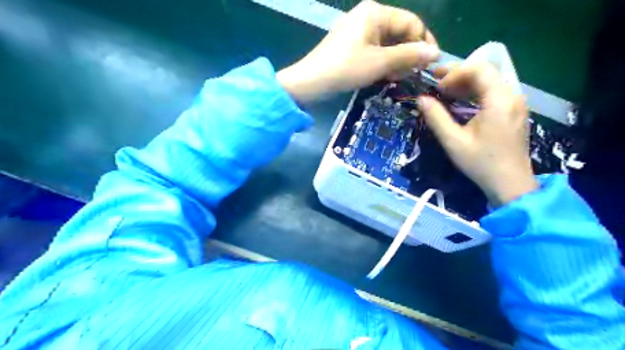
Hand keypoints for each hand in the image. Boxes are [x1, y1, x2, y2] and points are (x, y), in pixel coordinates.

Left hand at [278, 0, 438, 102]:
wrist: (310, 82)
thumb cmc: (345, 69)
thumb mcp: (380, 63)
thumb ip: (409, 56)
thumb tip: (436, 53)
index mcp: (375, 12)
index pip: (411, 23)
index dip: (423, 44)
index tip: (429, 66)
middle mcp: (367, 16)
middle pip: (400, 33)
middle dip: (408, 55)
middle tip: (410, 76)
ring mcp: (358, 31)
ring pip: (388, 44)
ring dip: (396, 62)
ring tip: (396, 78)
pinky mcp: (352, 45)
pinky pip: (375, 51)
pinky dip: (383, 63)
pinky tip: (384, 76)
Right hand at [423, 63, 540, 205]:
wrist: (510, 183)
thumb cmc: (480, 163)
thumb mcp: (453, 141)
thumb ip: (436, 118)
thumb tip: (421, 99)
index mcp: (499, 100)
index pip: (479, 69)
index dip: (454, 72)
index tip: (436, 86)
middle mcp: (512, 96)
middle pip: (486, 72)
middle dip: (459, 73)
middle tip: (435, 81)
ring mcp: (516, 103)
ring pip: (490, 81)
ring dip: (466, 82)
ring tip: (444, 90)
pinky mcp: (514, 111)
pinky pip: (494, 92)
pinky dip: (475, 91)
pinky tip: (461, 100)